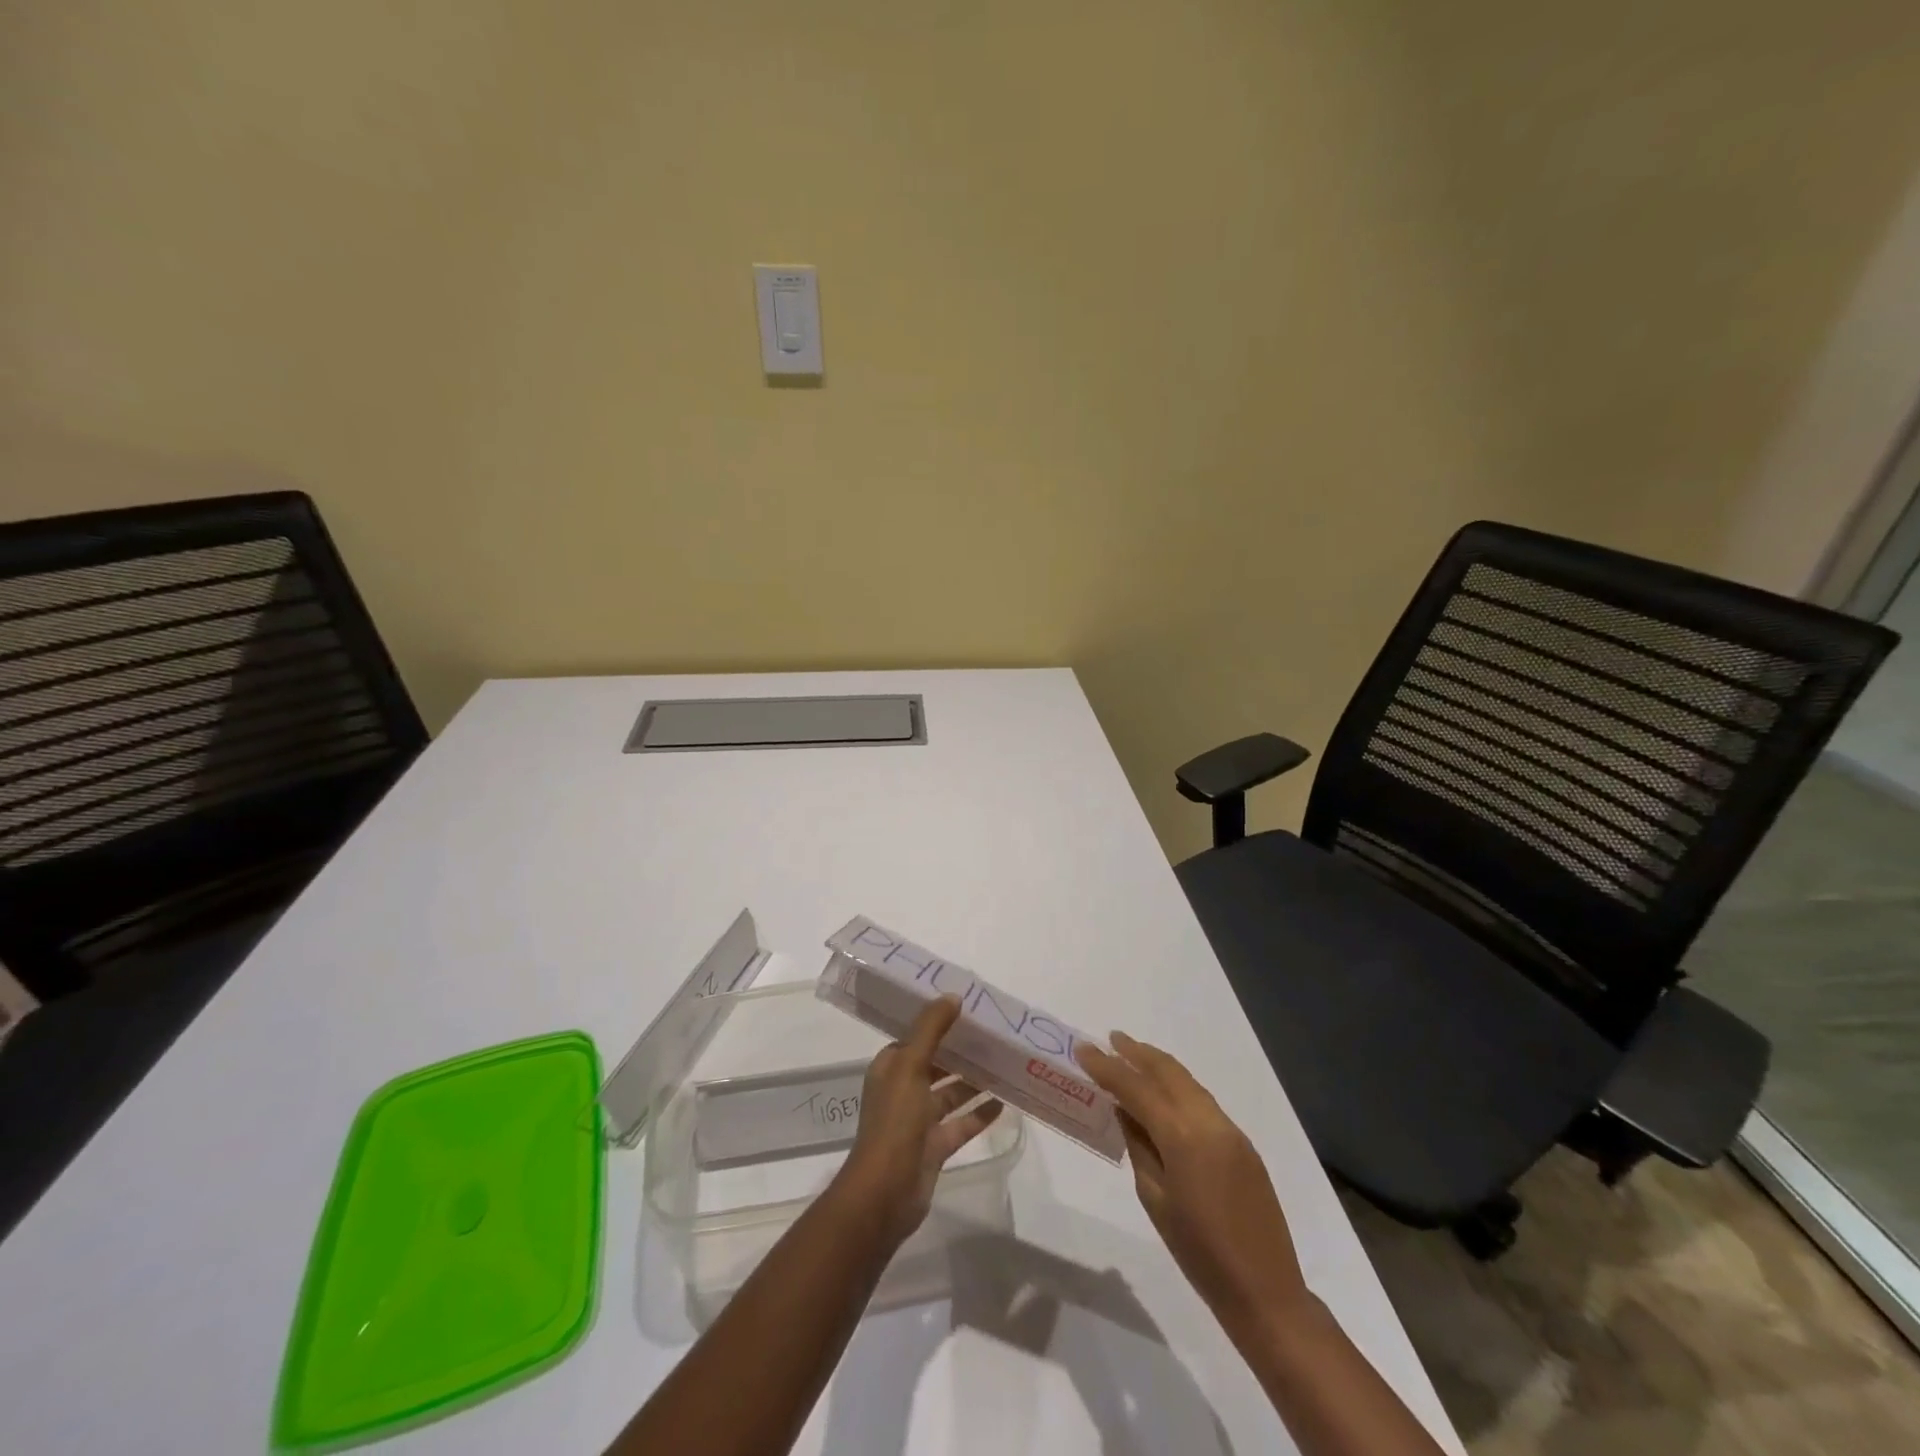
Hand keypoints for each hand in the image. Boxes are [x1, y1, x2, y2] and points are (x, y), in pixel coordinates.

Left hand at [832, 996, 1002, 1246]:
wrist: (885, 1193)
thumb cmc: (894, 1122)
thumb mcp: (910, 1066)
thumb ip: (931, 1030)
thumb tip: (953, 996)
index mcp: (891, 1068)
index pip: (916, 1037)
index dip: (938, 1022)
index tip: (967, 1008)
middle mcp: (903, 1090)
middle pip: (936, 1064)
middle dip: (961, 1051)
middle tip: (994, 1034)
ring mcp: (919, 1121)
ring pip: (951, 1093)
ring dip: (974, 1081)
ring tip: (1005, 1064)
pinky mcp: (935, 1147)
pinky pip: (962, 1124)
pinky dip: (980, 1113)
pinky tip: (1005, 1102)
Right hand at [1076, 1032, 1311, 1338]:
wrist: (1265, 1292)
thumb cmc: (1199, 1254)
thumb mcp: (1155, 1200)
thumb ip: (1138, 1147)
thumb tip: (1125, 1110)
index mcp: (1182, 1137)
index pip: (1136, 1088)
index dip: (1107, 1067)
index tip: (1083, 1049)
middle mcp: (1209, 1122)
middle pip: (1168, 1072)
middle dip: (1137, 1052)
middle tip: (1109, 1040)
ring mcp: (1231, 1130)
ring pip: (1188, 1082)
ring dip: (1159, 1066)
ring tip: (1132, 1057)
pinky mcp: (1243, 1143)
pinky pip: (1203, 1101)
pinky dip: (1178, 1088)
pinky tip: (1163, 1095)